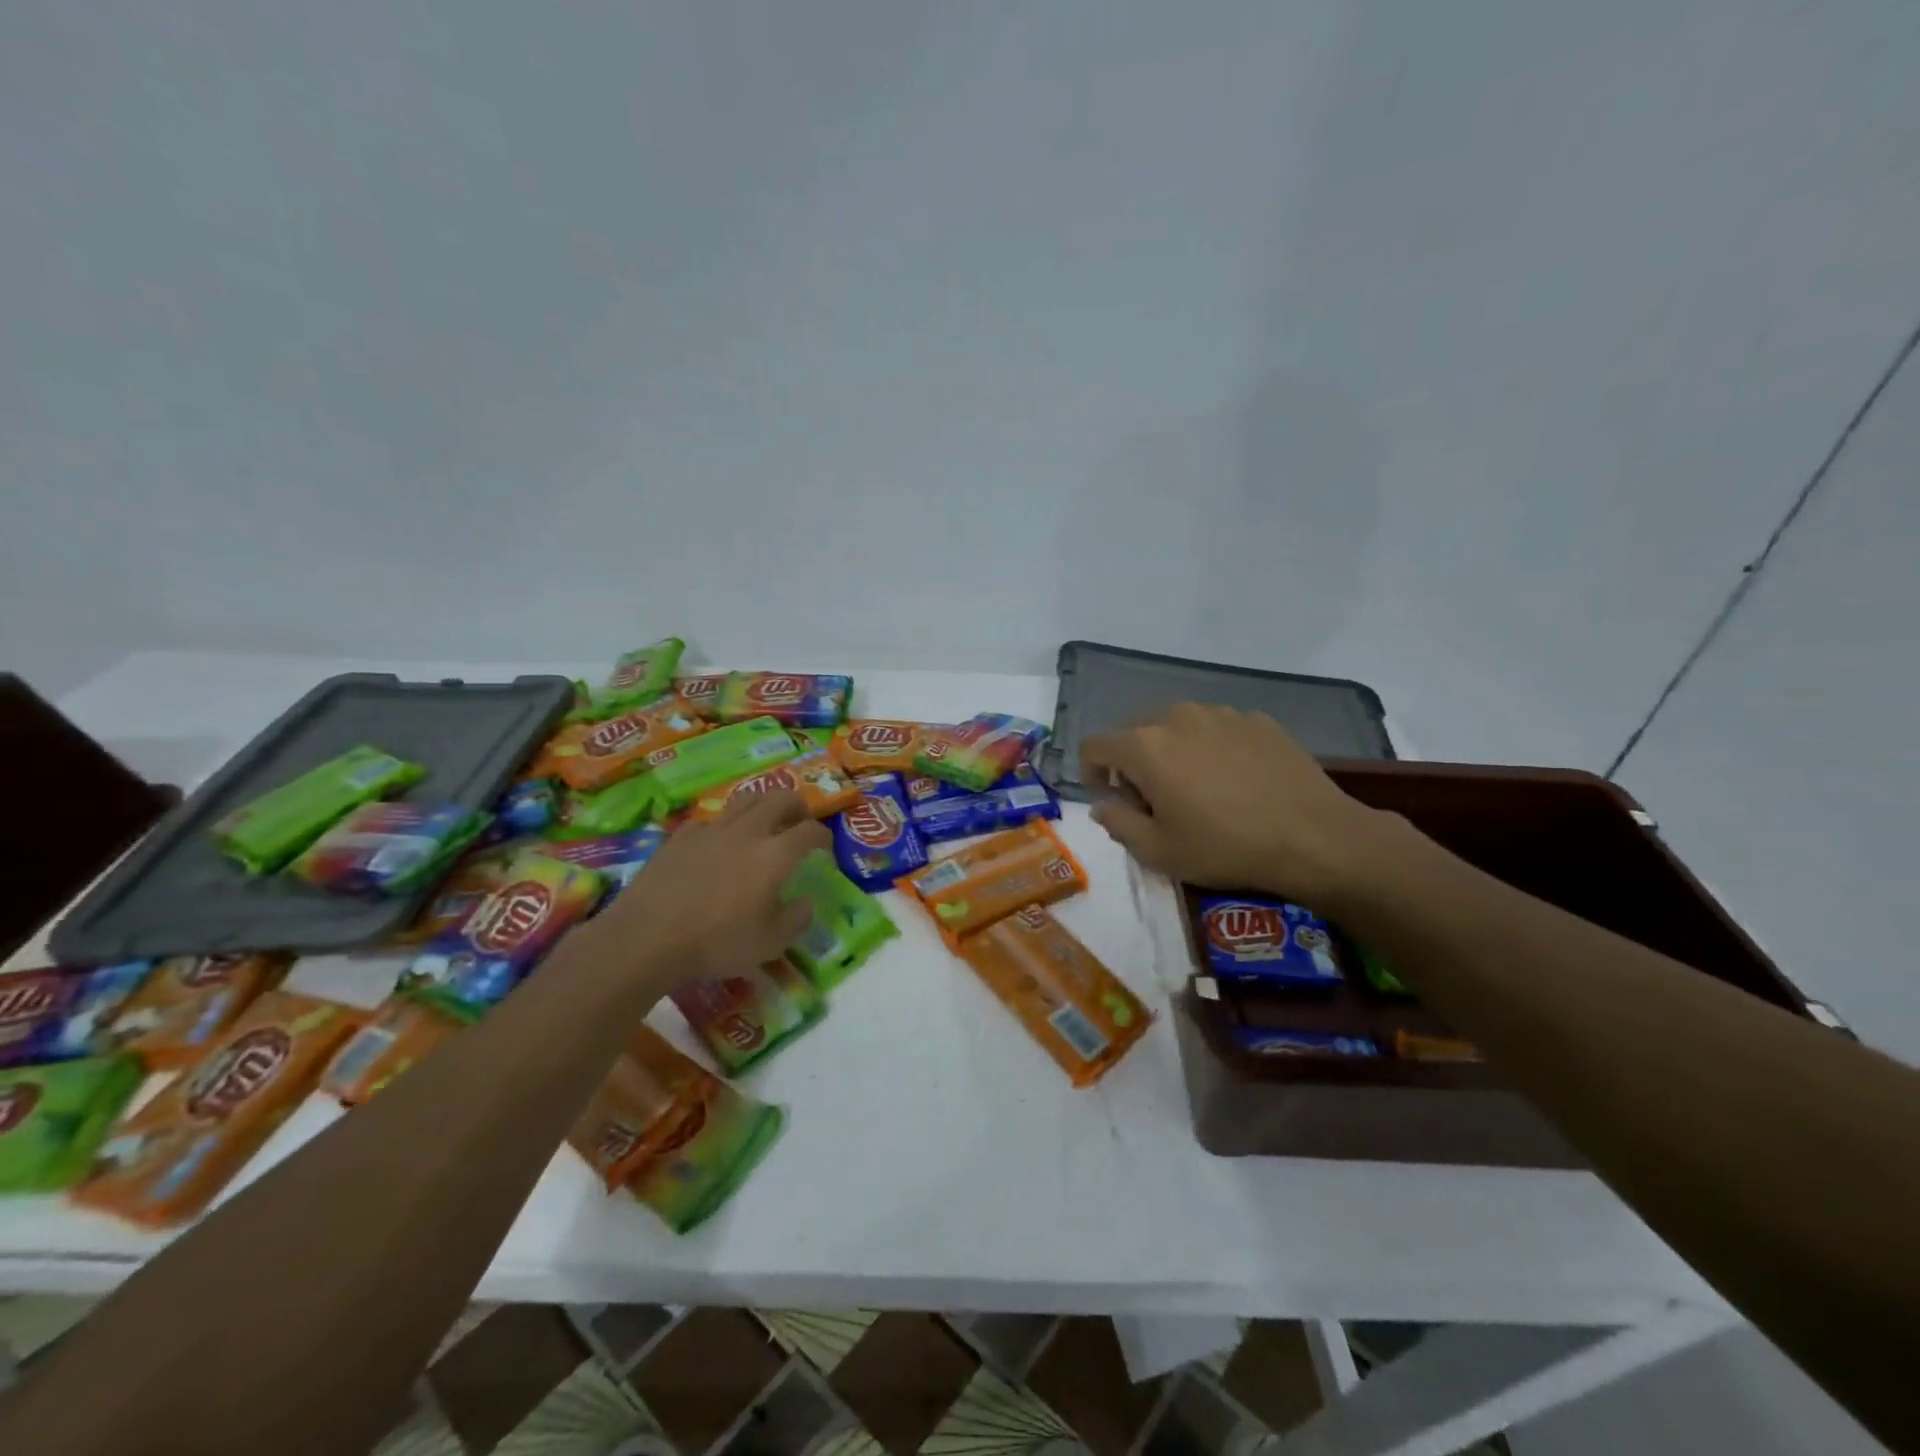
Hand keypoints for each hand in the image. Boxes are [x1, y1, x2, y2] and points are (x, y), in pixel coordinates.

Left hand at [580, 790, 830, 990]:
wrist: (647, 937)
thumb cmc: (716, 942)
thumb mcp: (769, 943)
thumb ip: (796, 919)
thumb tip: (807, 902)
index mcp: (775, 855)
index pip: (809, 831)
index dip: (823, 835)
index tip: (826, 846)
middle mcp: (747, 832)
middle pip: (780, 798)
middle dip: (797, 806)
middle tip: (799, 820)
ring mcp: (711, 830)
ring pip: (745, 799)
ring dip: (762, 804)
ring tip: (764, 820)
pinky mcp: (680, 837)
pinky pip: (710, 819)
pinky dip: (723, 825)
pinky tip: (718, 841)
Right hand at [1080, 703, 1390, 909]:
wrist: (1315, 838)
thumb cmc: (1226, 848)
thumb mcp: (1159, 852)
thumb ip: (1118, 823)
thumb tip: (1104, 804)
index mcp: (1145, 746)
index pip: (1094, 744)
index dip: (1091, 772)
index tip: (1112, 799)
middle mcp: (1177, 717)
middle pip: (1135, 732)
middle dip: (1133, 763)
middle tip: (1156, 800)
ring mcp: (1221, 713)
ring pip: (1177, 727)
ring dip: (1173, 753)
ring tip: (1200, 789)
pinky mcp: (1257, 719)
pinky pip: (1216, 729)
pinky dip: (1211, 749)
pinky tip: (1236, 781)